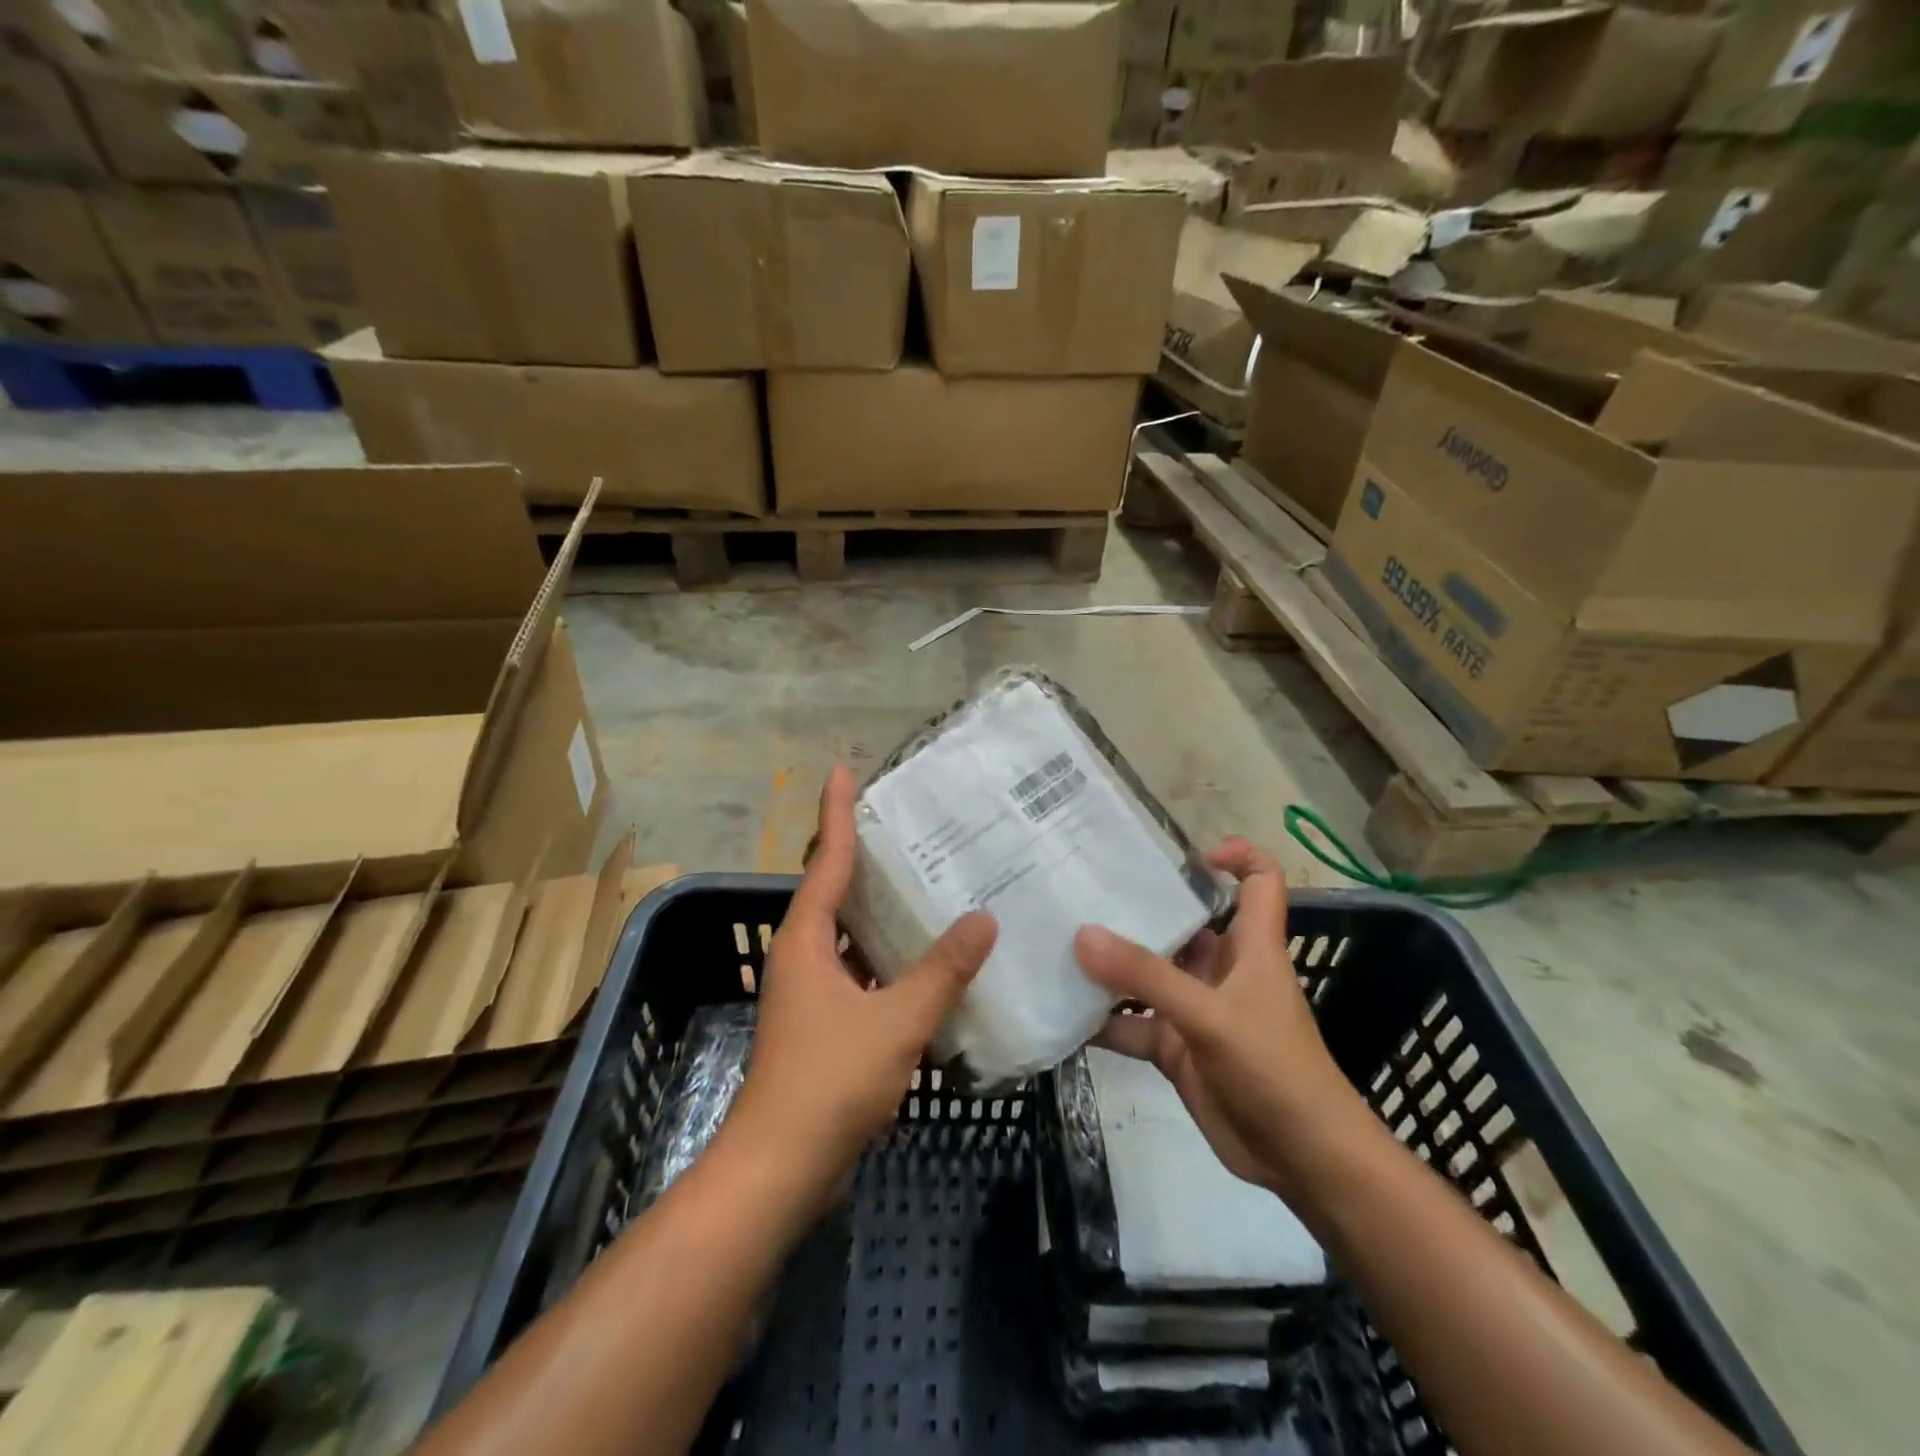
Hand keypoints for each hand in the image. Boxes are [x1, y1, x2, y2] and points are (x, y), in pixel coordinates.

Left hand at [727, 764, 998, 1206]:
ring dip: (878, 909)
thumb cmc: (830, 1080)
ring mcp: (809, 991)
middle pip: (832, 889)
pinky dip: (886, 956)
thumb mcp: (896, 1020)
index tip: (844, 770)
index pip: (826, 859)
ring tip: (925, 882)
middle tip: (906, 825)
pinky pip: (858, 970)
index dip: (836, 811)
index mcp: (806, 939)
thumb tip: (984, 920)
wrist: (781, 1167)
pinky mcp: (822, 1023)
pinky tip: (924, 959)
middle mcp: (801, 955)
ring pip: (847, 933)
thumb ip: (942, 970)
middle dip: (863, 854)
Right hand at [1074, 838, 1362, 1198]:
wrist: (1302, 1160)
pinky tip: (1063, 1012)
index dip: (1236, 857)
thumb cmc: (1273, 1068)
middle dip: (1138, 910)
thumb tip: (1082, 934)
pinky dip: (1103, 1020)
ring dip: (1110, 967)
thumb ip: (1147, 976)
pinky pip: (1133, 1023)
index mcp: (1250, 946)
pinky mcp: (1177, 1048)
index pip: (1259, 882)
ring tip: (1057, 945)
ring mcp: (1196, 1010)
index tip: (1188, 856)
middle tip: (1080, 892)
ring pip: (1148, 976)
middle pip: (1182, 925)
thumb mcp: (1210, 1015)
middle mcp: (1221, 970)